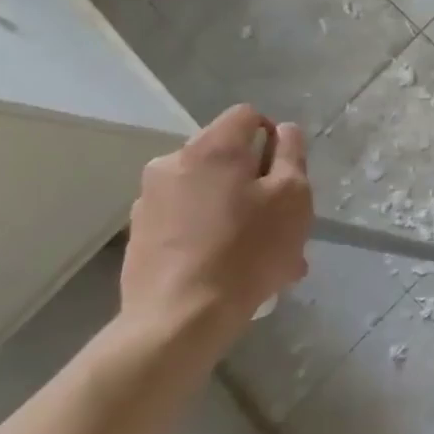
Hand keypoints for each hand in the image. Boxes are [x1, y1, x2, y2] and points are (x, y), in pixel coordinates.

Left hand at [118, 105, 312, 346]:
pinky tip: (229, 267)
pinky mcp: (140, 233)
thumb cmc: (248, 250)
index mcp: (212, 148)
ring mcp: (149, 199)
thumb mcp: (293, 197)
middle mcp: (172, 163)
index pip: (247, 115)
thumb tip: (285, 130)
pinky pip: (187, 218)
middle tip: (280, 220)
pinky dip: (210, 231)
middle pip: (226, 155)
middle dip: (255, 179)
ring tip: (260, 253)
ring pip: (208, 190)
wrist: (179, 318)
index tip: (287, 173)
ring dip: (235, 208)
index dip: (274, 136)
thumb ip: (292, 155)